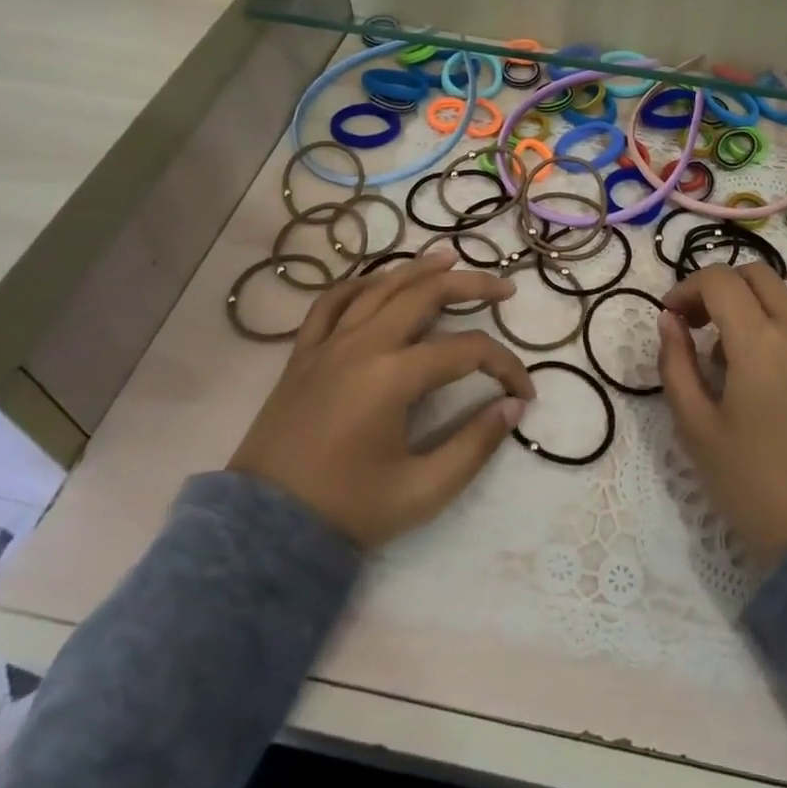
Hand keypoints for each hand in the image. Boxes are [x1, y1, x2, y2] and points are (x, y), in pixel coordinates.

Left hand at [230, 250, 535, 548]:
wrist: (264, 530)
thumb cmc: (347, 510)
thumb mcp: (422, 490)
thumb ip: (474, 446)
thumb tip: (513, 408)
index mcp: (392, 377)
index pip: (467, 351)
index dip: (504, 365)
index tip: (523, 393)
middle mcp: (362, 346)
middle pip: (425, 294)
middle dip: (471, 285)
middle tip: (504, 287)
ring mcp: (328, 344)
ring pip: (379, 286)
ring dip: (419, 268)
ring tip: (450, 257)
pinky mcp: (303, 354)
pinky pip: (332, 303)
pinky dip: (360, 284)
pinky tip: (379, 281)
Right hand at [657, 262, 786, 571]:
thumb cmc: (748, 481)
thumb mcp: (695, 425)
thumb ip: (675, 363)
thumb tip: (669, 320)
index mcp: (760, 342)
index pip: (720, 281)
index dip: (686, 288)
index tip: (667, 317)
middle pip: (755, 274)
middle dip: (716, 286)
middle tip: (691, 323)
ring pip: (778, 296)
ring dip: (742, 304)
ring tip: (716, 354)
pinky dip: (765, 323)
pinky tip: (747, 372)